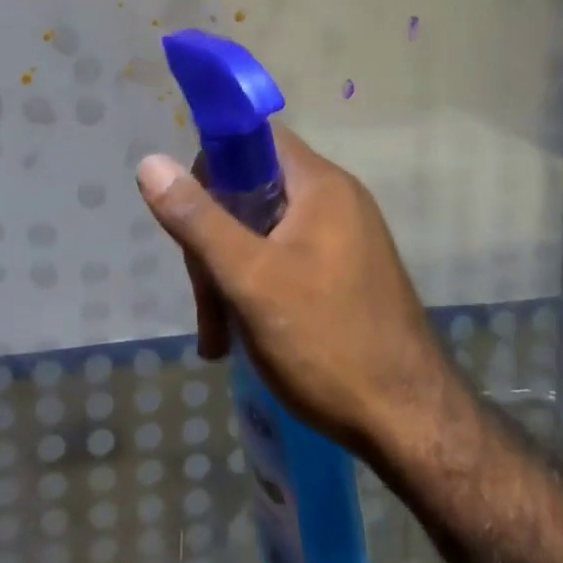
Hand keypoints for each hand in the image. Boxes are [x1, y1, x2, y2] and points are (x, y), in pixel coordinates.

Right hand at [136, 127, 448, 459]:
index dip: (212, 164)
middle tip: (206, 302)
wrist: (412, 424)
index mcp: (320, 184)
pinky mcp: (346, 274)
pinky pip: (287, 260)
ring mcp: (345, 238)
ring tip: (219, 336)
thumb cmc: (326, 341)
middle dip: (216, 241)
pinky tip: (241, 338)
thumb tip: (151, 162)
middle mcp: (336, 200)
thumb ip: (198, 219)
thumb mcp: (250, 279)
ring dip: (231, 275)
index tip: (188, 213)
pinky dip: (258, 289)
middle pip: (253, 190)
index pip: (254, 138)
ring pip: (265, 232)